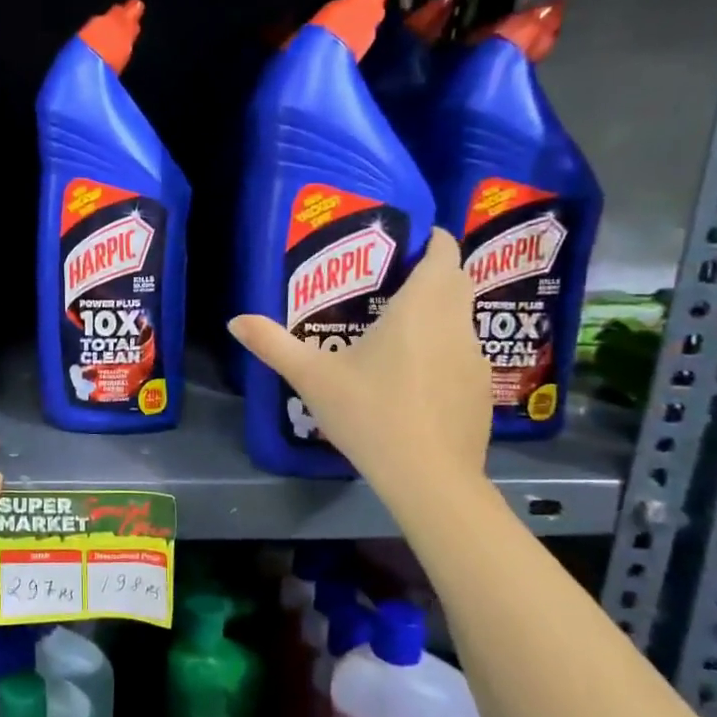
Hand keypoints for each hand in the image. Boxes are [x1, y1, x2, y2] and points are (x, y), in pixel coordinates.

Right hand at [230, 228, 491, 500]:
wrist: (429, 477)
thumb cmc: (370, 414)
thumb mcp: (313, 378)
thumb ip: (273, 344)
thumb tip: (235, 321)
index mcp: (421, 307)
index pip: (443, 251)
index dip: (429, 239)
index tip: (404, 242)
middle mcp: (455, 323)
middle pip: (456, 280)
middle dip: (431, 272)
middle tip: (390, 281)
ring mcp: (475, 358)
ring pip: (461, 318)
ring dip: (438, 313)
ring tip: (398, 330)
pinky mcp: (481, 390)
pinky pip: (463, 354)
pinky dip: (443, 351)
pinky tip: (414, 379)